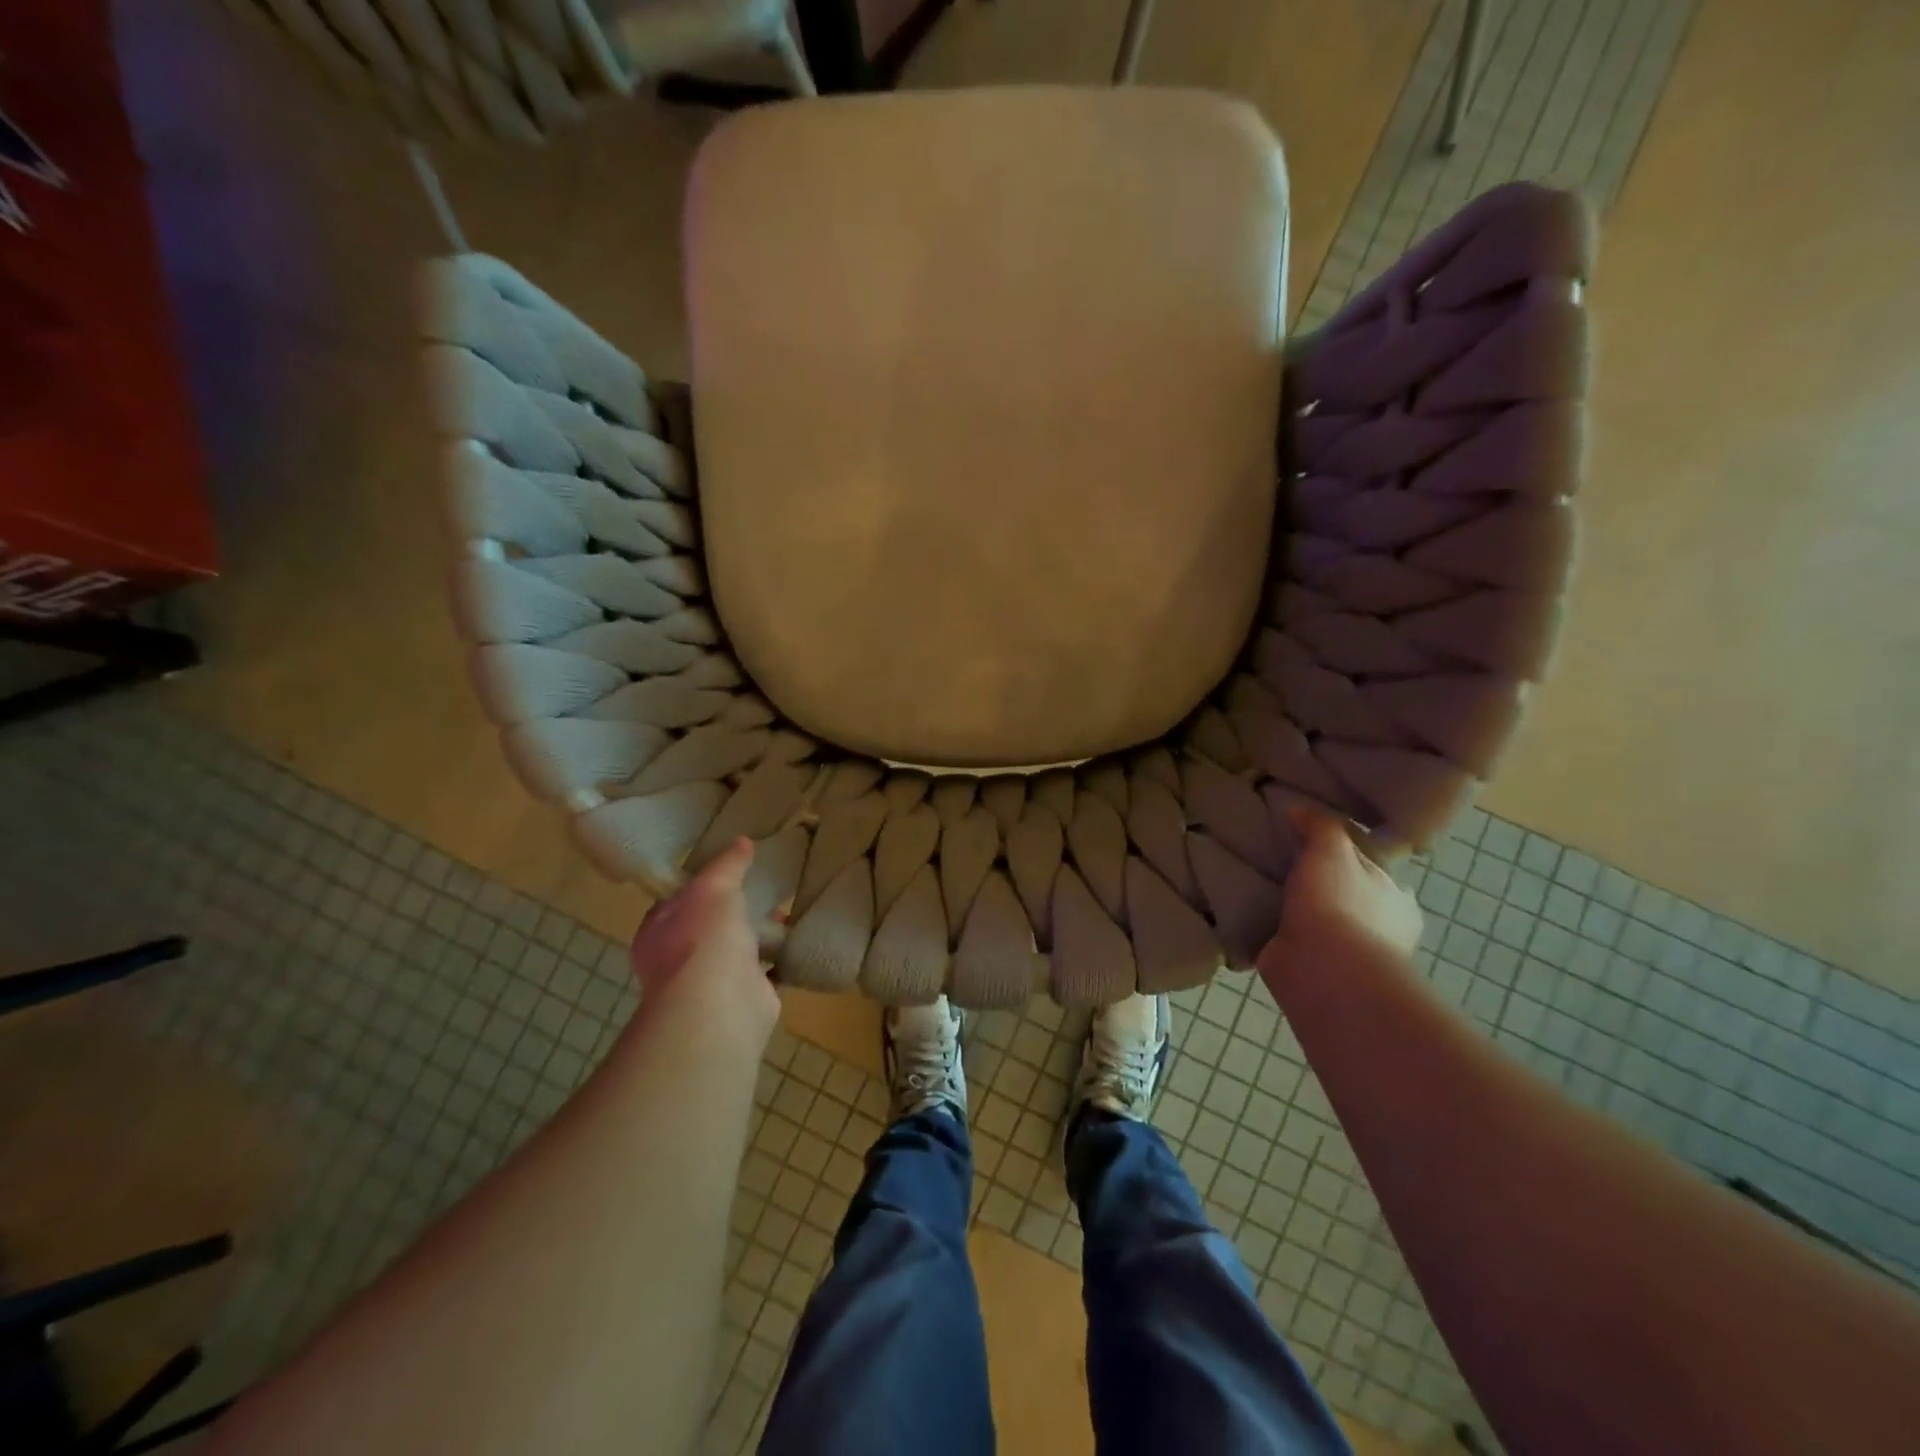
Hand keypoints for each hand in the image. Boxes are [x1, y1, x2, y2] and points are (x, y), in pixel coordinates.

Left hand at [629, 839, 778, 1045]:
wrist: (721, 1005)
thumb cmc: (703, 939)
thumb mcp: (714, 887)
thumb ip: (727, 865)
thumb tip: (742, 842)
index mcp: (658, 932)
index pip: (674, 902)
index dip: (696, 884)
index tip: (724, 869)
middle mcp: (677, 960)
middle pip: (706, 926)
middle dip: (731, 911)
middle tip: (759, 887)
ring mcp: (710, 983)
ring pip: (735, 951)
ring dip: (756, 936)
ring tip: (784, 910)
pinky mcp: (744, 998)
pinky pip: (764, 972)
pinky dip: (778, 960)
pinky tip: (796, 940)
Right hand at [1259, 809, 1423, 993]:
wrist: (1322, 971)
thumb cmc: (1340, 905)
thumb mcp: (1332, 849)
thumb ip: (1320, 826)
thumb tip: (1299, 811)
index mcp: (1396, 899)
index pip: (1372, 867)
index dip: (1345, 852)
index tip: (1311, 839)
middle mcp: (1377, 927)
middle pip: (1343, 893)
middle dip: (1318, 882)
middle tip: (1277, 859)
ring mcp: (1344, 952)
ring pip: (1316, 918)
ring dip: (1293, 908)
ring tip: (1255, 882)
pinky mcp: (1310, 969)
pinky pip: (1288, 939)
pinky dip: (1271, 929)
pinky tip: (1246, 911)